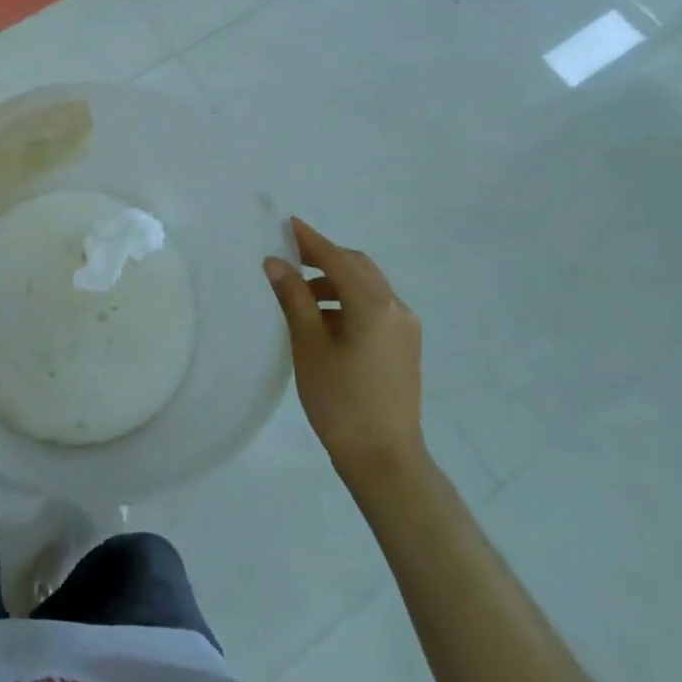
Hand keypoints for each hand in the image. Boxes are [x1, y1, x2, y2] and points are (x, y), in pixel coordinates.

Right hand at [264, 218, 423, 477]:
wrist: (385, 458)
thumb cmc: (340, 400)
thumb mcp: (309, 346)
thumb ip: (294, 298)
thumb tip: (276, 262)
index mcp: (373, 304)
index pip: (336, 258)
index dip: (309, 239)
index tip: (285, 223)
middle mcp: (395, 307)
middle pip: (357, 266)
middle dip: (324, 257)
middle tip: (289, 258)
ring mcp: (405, 327)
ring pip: (367, 286)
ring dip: (335, 281)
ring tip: (299, 296)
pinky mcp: (404, 346)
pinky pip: (374, 307)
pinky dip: (348, 301)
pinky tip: (324, 320)